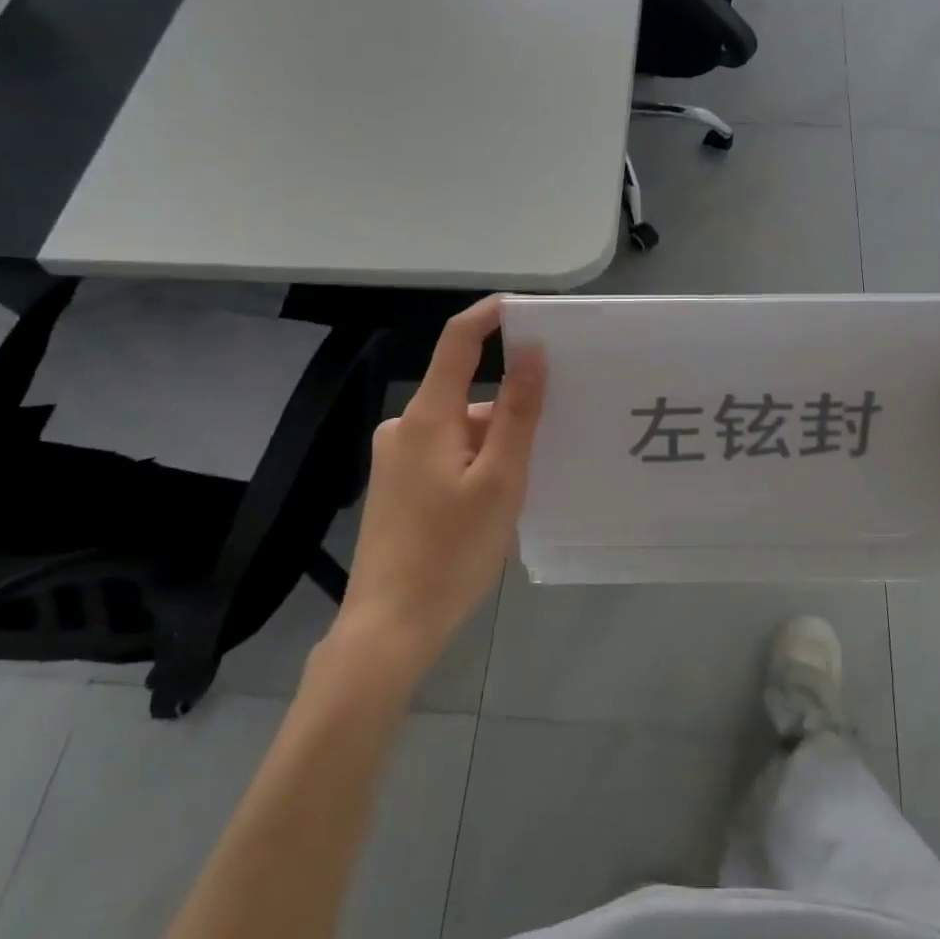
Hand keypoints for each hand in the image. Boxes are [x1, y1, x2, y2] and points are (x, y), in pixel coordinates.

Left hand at [334, 297, 545, 679]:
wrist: (387, 629)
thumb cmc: (450, 552)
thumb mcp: (500, 481)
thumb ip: (517, 413)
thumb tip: (532, 353)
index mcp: (426, 417)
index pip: (457, 341)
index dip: (491, 315)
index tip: (530, 310)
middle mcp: (403, 427)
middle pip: (465, 394)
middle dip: (508, 409)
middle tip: (552, 439)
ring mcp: (394, 459)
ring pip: (458, 430)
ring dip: (493, 446)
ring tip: (523, 490)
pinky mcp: (395, 487)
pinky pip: (445, 455)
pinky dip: (474, 465)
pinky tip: (491, 507)